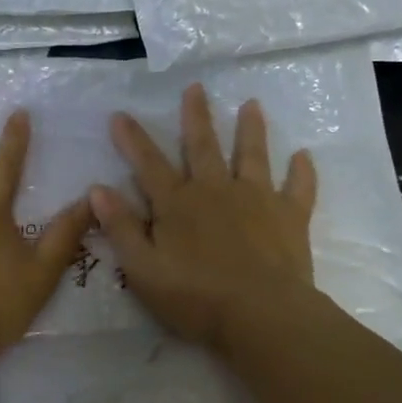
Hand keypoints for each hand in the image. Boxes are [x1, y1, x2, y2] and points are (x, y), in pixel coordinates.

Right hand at [89, 84, 317, 349]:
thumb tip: (97, 189)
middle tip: (196, 87)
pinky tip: (304, 156)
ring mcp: (256, 199)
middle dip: (196, 116)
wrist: (260, 315)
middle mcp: (215, 190)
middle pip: (203, 146)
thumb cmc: (195, 297)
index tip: (120, 114)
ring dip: (251, 129)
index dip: (132, 140)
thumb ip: (121, 228)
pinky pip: (298, 188)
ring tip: (252, 104)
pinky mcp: (289, 216)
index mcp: (178, 204)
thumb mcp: (143, 269)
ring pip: (252, 156)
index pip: (149, 165)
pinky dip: (302, 172)